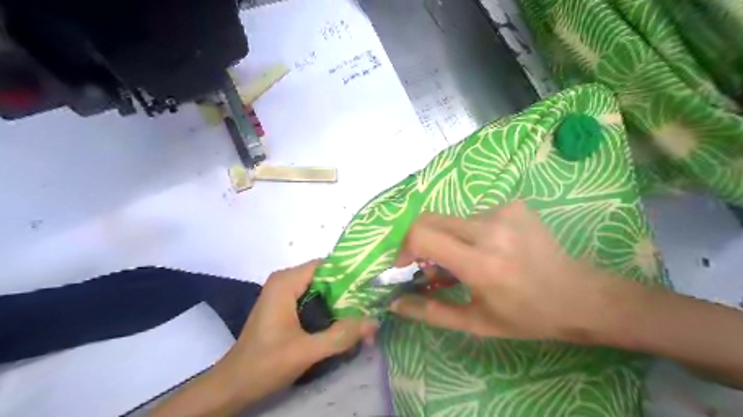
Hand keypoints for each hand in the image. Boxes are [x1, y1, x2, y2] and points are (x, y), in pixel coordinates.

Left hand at [220, 260, 378, 399]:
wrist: (233, 386)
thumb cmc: (265, 364)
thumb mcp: (307, 350)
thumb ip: (342, 335)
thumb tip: (374, 321)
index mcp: (286, 281)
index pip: (327, 265)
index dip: (350, 274)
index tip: (371, 286)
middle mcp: (285, 281)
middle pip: (325, 278)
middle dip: (348, 293)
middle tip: (371, 306)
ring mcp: (284, 293)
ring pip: (321, 290)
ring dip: (340, 303)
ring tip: (362, 317)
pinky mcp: (285, 306)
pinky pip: (313, 299)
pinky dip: (329, 310)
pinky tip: (343, 324)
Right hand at [390, 200, 629, 343]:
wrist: (579, 296)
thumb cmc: (526, 317)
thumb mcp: (475, 323)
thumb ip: (430, 312)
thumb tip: (394, 303)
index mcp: (480, 263)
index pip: (422, 235)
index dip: (404, 249)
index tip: (407, 267)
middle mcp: (490, 229)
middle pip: (430, 219)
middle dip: (419, 242)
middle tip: (430, 266)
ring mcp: (504, 211)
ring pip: (452, 220)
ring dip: (448, 240)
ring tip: (467, 262)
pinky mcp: (513, 204)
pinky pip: (474, 215)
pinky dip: (470, 233)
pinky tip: (491, 250)